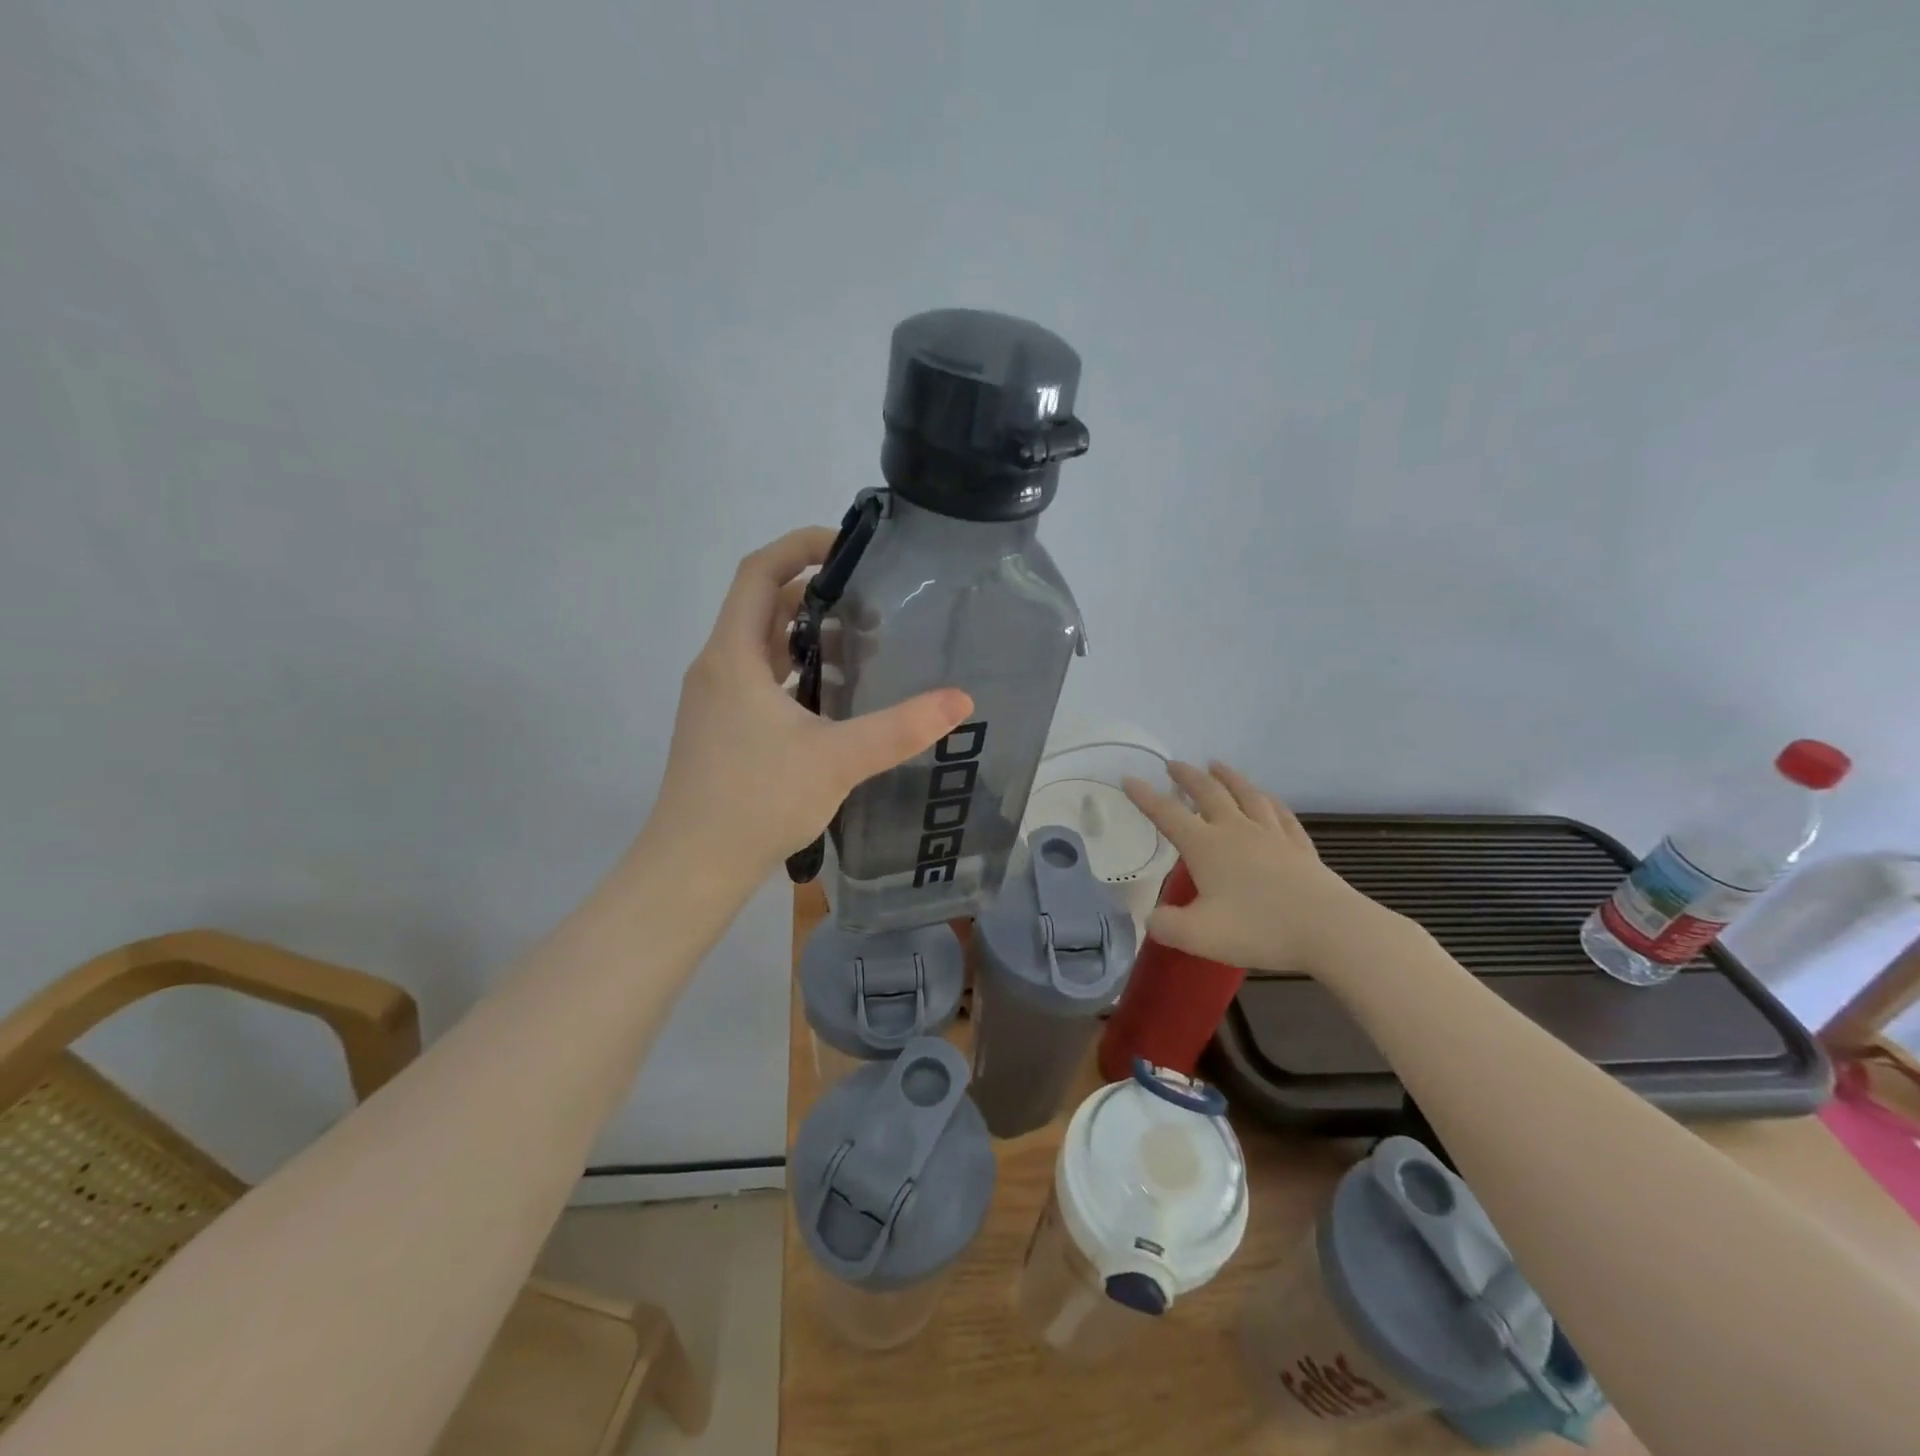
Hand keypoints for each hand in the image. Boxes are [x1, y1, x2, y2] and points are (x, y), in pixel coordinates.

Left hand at [646, 527, 972, 887]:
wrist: (693, 868)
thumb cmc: (756, 802)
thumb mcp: (837, 761)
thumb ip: (900, 729)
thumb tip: (960, 699)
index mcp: (733, 657)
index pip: (758, 572)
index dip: (799, 545)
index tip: (849, 545)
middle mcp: (717, 668)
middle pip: (760, 605)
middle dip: (812, 588)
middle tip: (870, 595)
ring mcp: (715, 701)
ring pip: (760, 645)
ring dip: (803, 631)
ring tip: (860, 637)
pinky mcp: (720, 729)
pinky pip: (758, 678)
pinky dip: (793, 669)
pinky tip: (832, 694)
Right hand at [1122, 761, 1396, 979]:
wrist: (1329, 930)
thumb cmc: (1259, 929)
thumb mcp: (1198, 935)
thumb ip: (1166, 926)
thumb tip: (1151, 919)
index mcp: (1207, 847)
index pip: (1167, 815)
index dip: (1145, 797)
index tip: (1129, 778)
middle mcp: (1236, 831)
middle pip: (1208, 793)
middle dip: (1188, 777)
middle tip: (1174, 764)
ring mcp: (1272, 836)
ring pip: (1247, 795)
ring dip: (1228, 777)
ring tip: (1217, 765)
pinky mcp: (1300, 847)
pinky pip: (1281, 815)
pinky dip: (1269, 801)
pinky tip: (1268, 799)